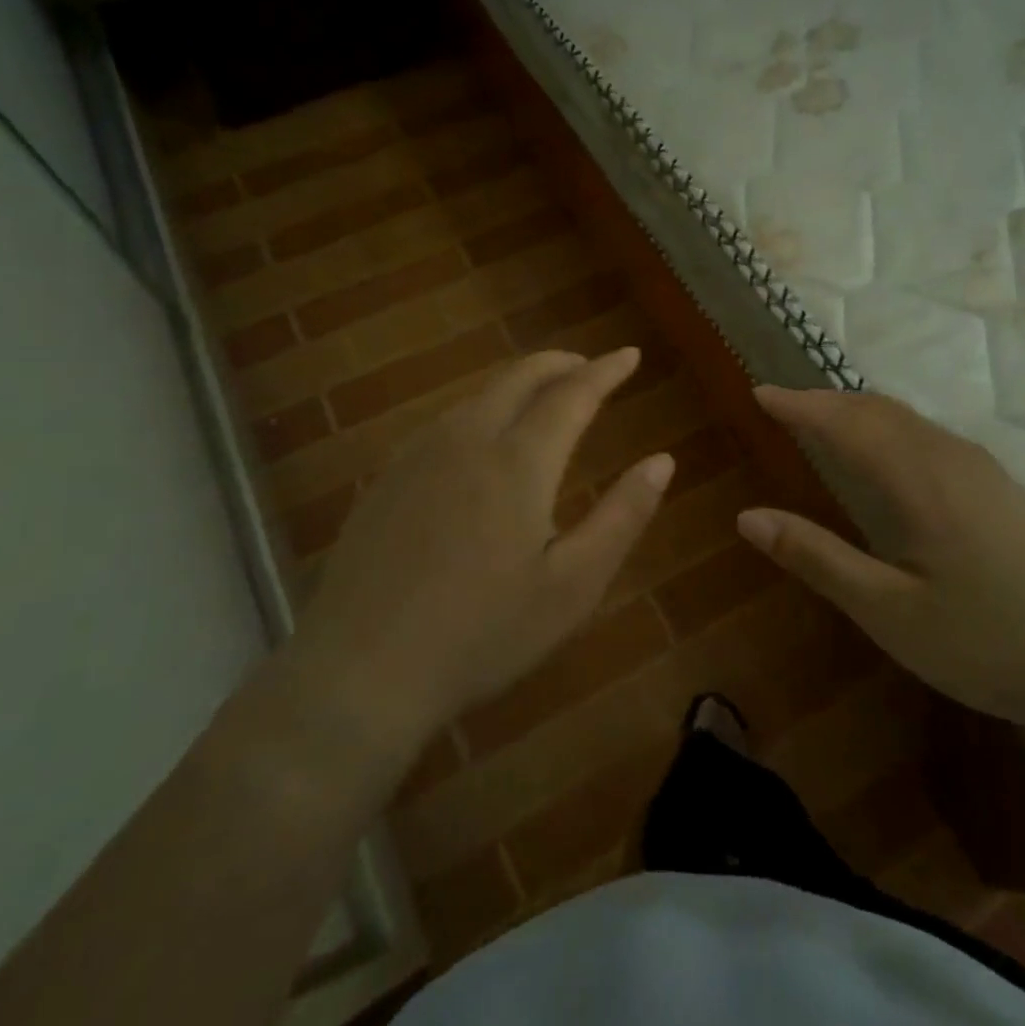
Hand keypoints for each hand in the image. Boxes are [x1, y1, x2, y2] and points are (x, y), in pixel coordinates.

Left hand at [279, 348, 673, 757]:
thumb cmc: (483, 634)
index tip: (630, 355)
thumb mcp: (573, 586)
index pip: (571, 394)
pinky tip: (482, 438)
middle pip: (518, 378)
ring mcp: (418, 456)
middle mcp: (466, 440)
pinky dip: (481, 409)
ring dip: (518, 384)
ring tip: (544, 396)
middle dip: (559, 363)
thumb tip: (662, 460)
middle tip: (589, 366)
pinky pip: (445, 421)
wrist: (362, 670)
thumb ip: (623, 516)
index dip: (606, 371)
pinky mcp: (387, 478)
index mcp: (518, 462)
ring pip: (477, 395)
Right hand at [736, 387, 1024, 735]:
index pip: (846, 423)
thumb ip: (818, 558)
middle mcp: (952, 459)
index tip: (760, 392)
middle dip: (826, 401)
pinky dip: (891, 428)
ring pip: (909, 421)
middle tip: (784, 404)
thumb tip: (748, 517)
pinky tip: (890, 456)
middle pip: (879, 410)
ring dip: (860, 412)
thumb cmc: (989, 643)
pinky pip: (932, 437)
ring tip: (825, 421)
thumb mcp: (890, 612)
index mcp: (919, 481)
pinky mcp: (1005, 490)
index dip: (799, 405)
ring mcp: (985, 472)